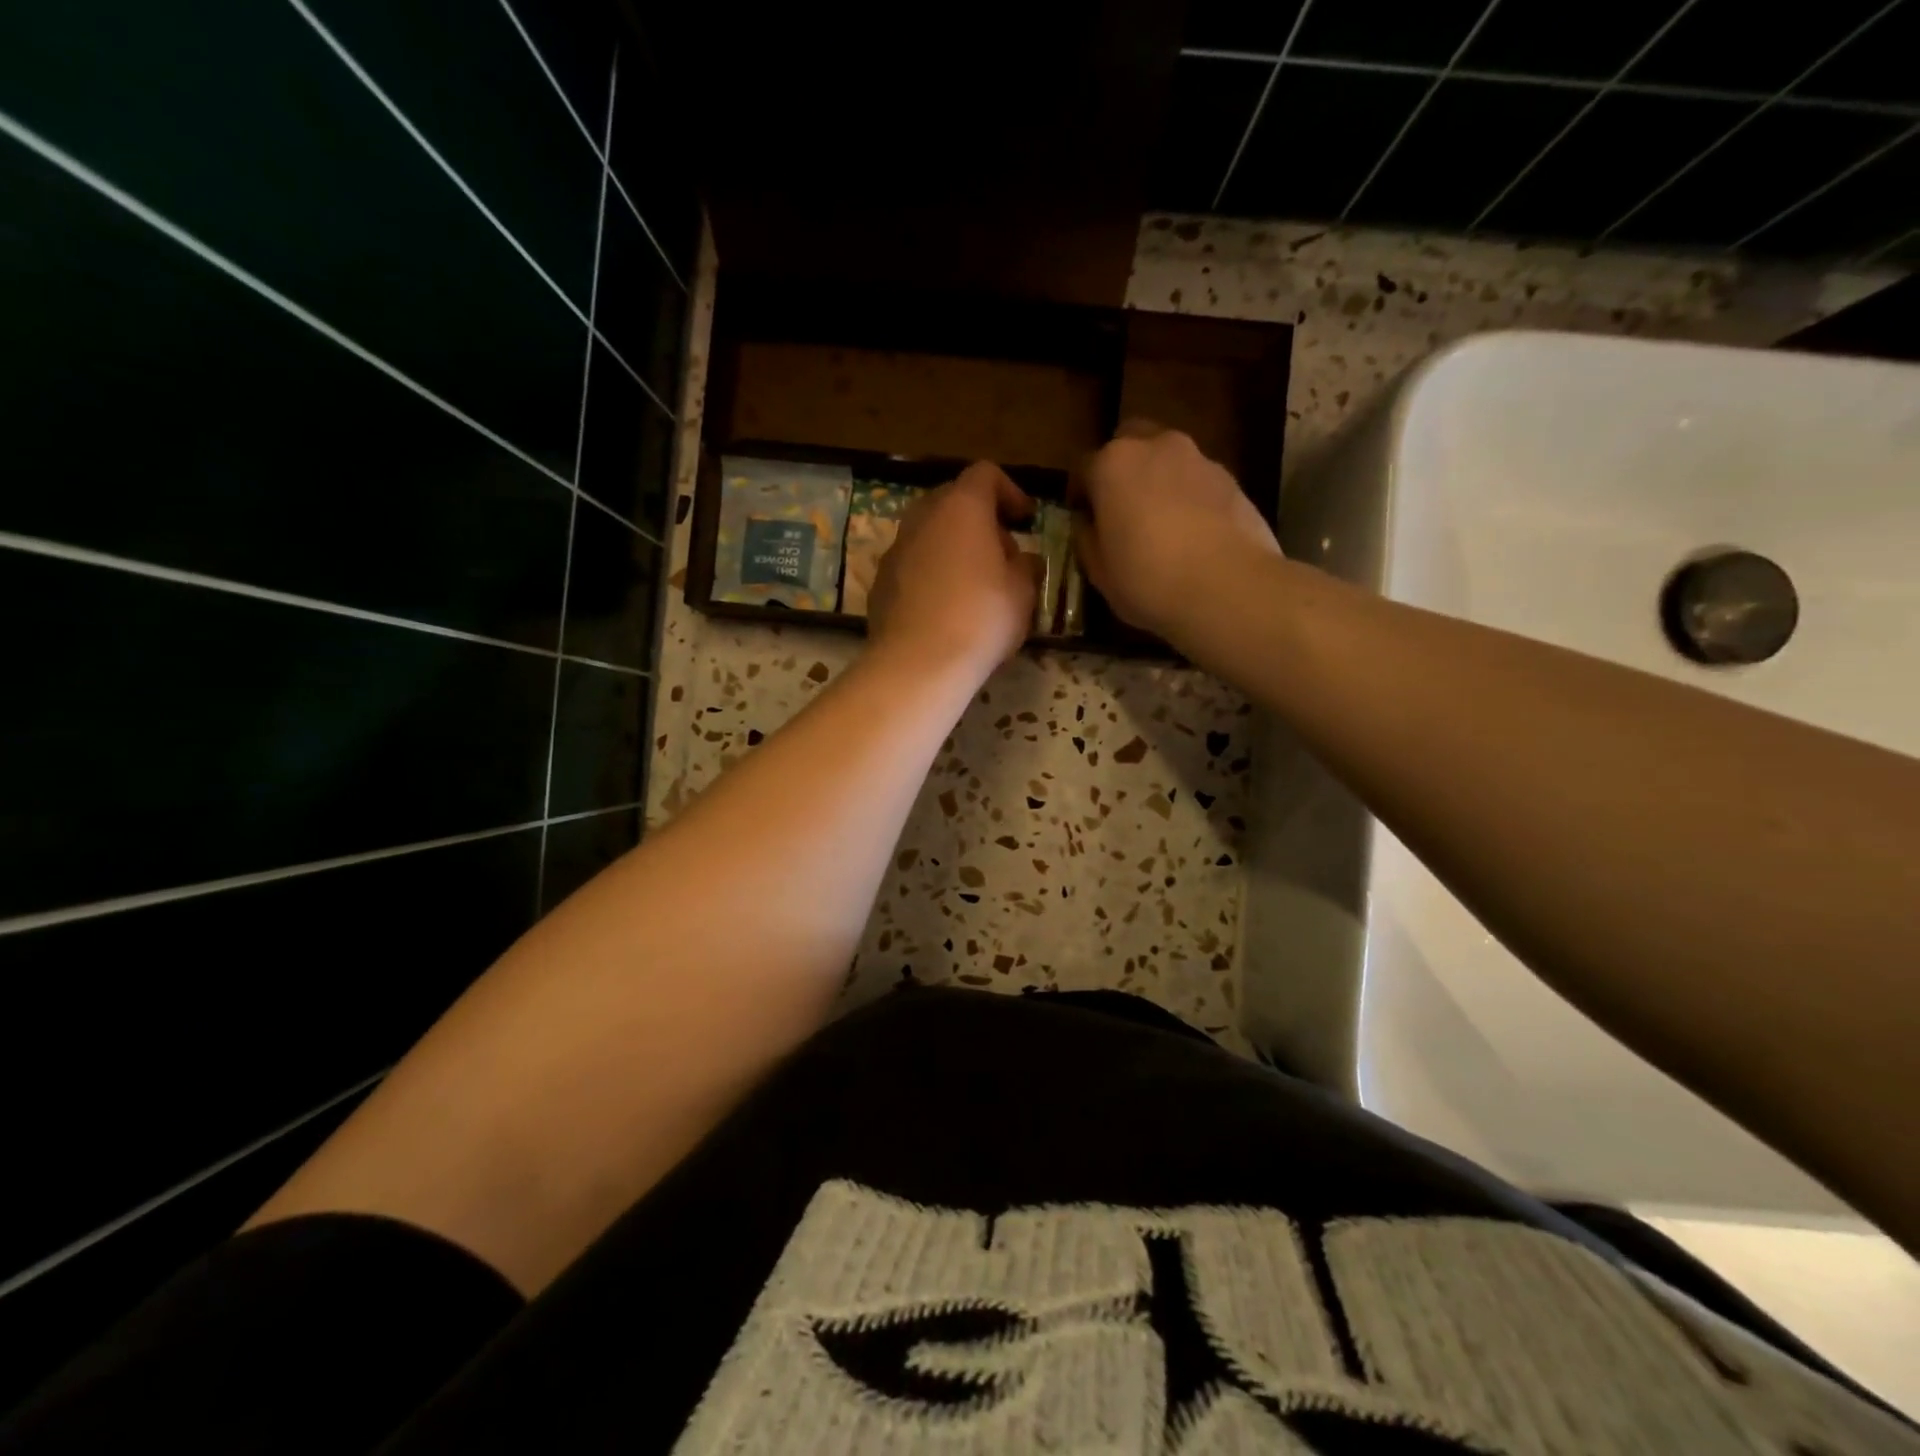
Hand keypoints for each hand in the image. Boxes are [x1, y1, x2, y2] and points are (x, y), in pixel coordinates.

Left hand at [867, 461, 1036, 678]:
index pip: (985, 474)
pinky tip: (945, 608)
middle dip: (980, 520)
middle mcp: (922, 518)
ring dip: (954, 548)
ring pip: (929, 534)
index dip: (1010, 491)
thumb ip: (1025, 565)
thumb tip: (1020, 560)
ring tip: (975, 584)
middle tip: (1002, 554)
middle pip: (952, 501)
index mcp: (961, 508)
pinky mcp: (880, 583)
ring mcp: (895, 550)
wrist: (918, 664)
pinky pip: (913, 565)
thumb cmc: (981, 618)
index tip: (1026, 521)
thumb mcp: (1023, 592)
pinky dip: (931, 573)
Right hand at [1073, 420, 1282, 643]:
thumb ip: (1088, 539)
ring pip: (1168, 460)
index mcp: (1112, 464)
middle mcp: (1155, 447)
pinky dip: (1190, 497)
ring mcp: (1199, 459)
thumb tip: (1089, 525)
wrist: (1229, 588)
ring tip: (1162, 524)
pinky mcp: (1232, 479)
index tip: (1083, 520)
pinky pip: (1198, 481)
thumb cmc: (1148, 580)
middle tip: (1121, 509)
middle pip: (1130, 443)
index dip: (1080, 495)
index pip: (1083, 468)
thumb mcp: (1100, 572)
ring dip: (1159, 481)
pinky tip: (1193, 534)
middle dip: (1122, 469)